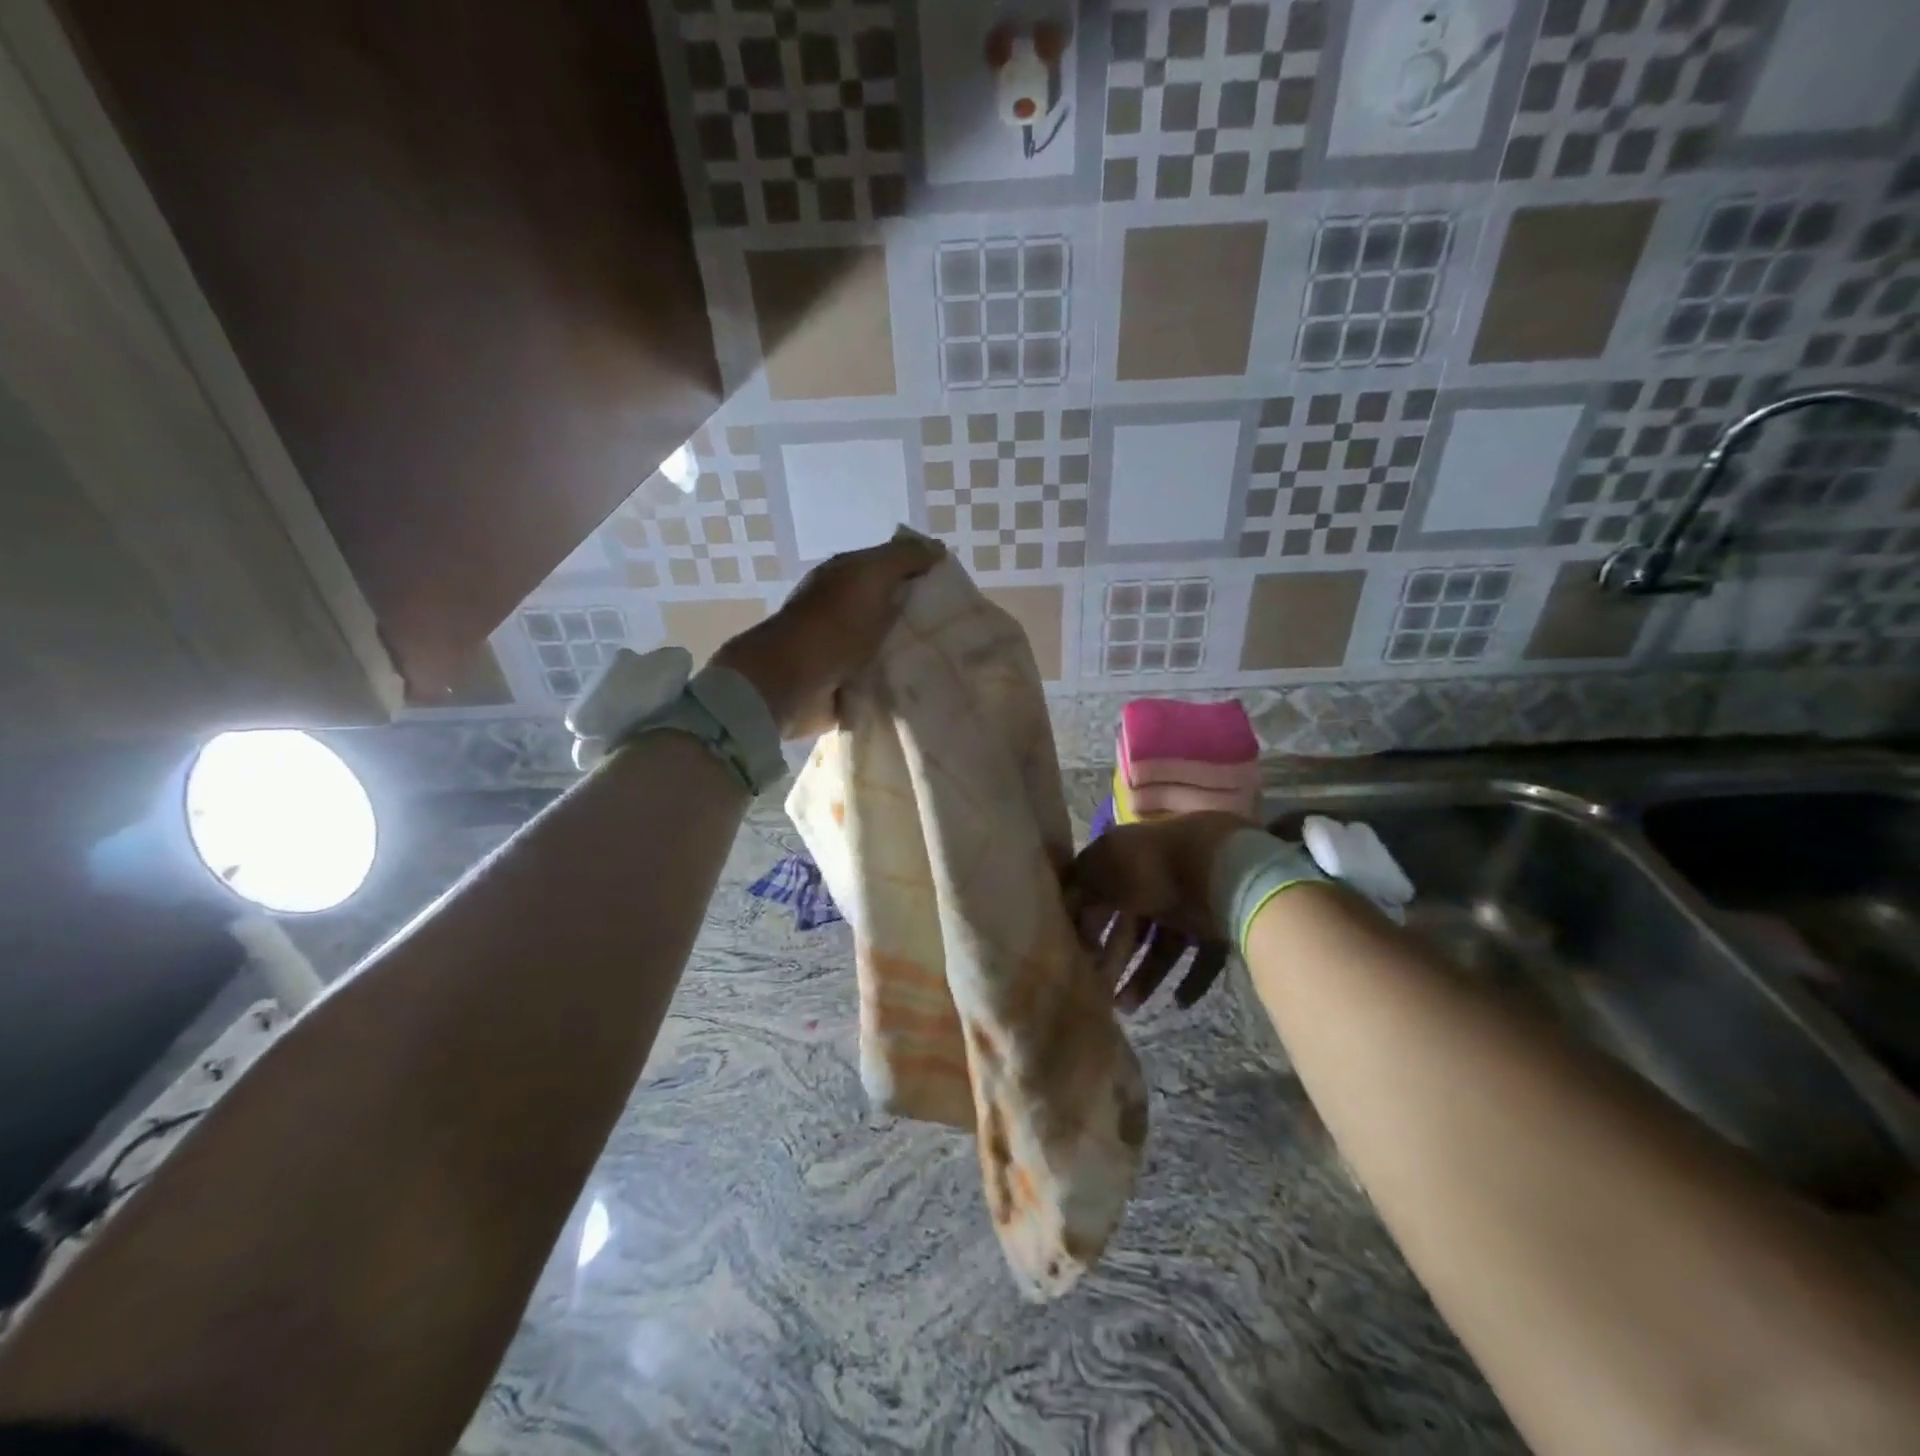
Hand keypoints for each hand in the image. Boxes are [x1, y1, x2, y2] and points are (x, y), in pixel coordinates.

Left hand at [711, 535, 943, 737]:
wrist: (791, 684)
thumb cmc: (832, 625)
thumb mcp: (869, 576)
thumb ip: (903, 558)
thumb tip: (937, 549)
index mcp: (848, 579)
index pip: (894, 569)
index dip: (924, 576)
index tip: (958, 593)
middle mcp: (847, 612)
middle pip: (897, 611)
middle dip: (926, 620)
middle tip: (962, 633)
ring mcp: (847, 651)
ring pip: (893, 648)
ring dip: (916, 655)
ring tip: (951, 663)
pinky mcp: (850, 686)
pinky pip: (885, 682)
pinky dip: (902, 685)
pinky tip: (928, 688)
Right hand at [1064, 813, 1249, 1012]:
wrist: (1222, 870)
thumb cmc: (1153, 867)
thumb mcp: (1103, 871)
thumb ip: (1081, 887)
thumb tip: (1066, 903)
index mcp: (1129, 855)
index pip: (1101, 887)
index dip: (1087, 918)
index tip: (1074, 948)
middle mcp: (1158, 877)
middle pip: (1132, 922)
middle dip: (1114, 956)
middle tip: (1099, 988)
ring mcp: (1190, 901)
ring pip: (1163, 944)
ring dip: (1145, 976)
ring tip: (1129, 1009)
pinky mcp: (1217, 924)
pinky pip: (1201, 956)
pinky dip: (1191, 979)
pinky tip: (1179, 1001)